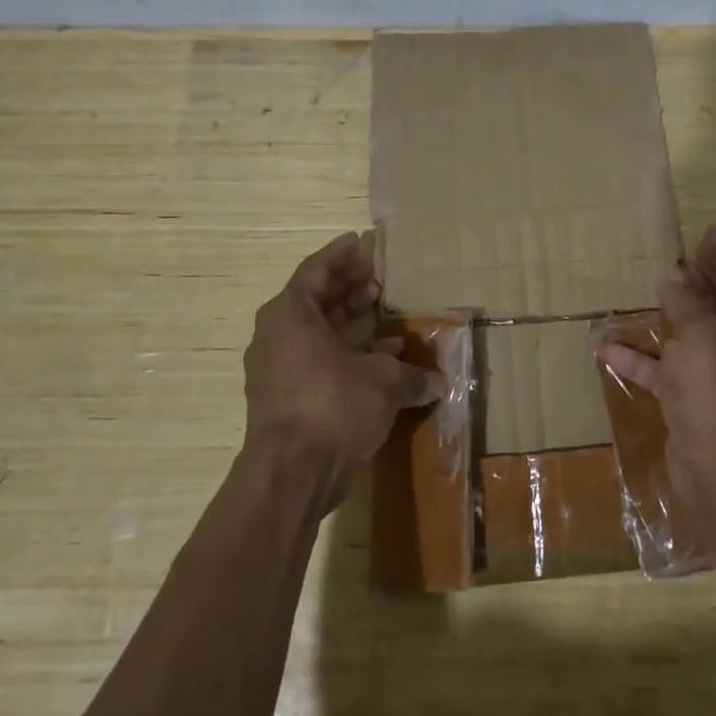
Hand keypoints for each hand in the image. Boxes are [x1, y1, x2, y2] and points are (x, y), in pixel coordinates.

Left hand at [243, 232, 445, 514]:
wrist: (293, 472)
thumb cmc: (333, 405)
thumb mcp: (383, 382)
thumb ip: (411, 375)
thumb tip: (437, 381)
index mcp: (291, 315)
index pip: (315, 271)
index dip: (340, 256)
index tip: (358, 242)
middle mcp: (278, 336)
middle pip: (314, 301)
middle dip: (347, 289)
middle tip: (377, 281)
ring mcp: (278, 370)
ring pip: (316, 334)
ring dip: (350, 324)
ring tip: (385, 316)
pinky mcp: (285, 399)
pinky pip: (317, 363)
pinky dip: (346, 356)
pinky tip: (381, 363)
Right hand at [601, 225, 715, 498]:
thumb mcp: (704, 338)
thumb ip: (688, 304)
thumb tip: (673, 276)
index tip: (707, 231)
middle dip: (697, 276)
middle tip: (671, 254)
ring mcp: (707, 373)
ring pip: (685, 333)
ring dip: (665, 313)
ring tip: (639, 291)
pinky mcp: (683, 397)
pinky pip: (657, 369)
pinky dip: (635, 356)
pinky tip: (606, 347)